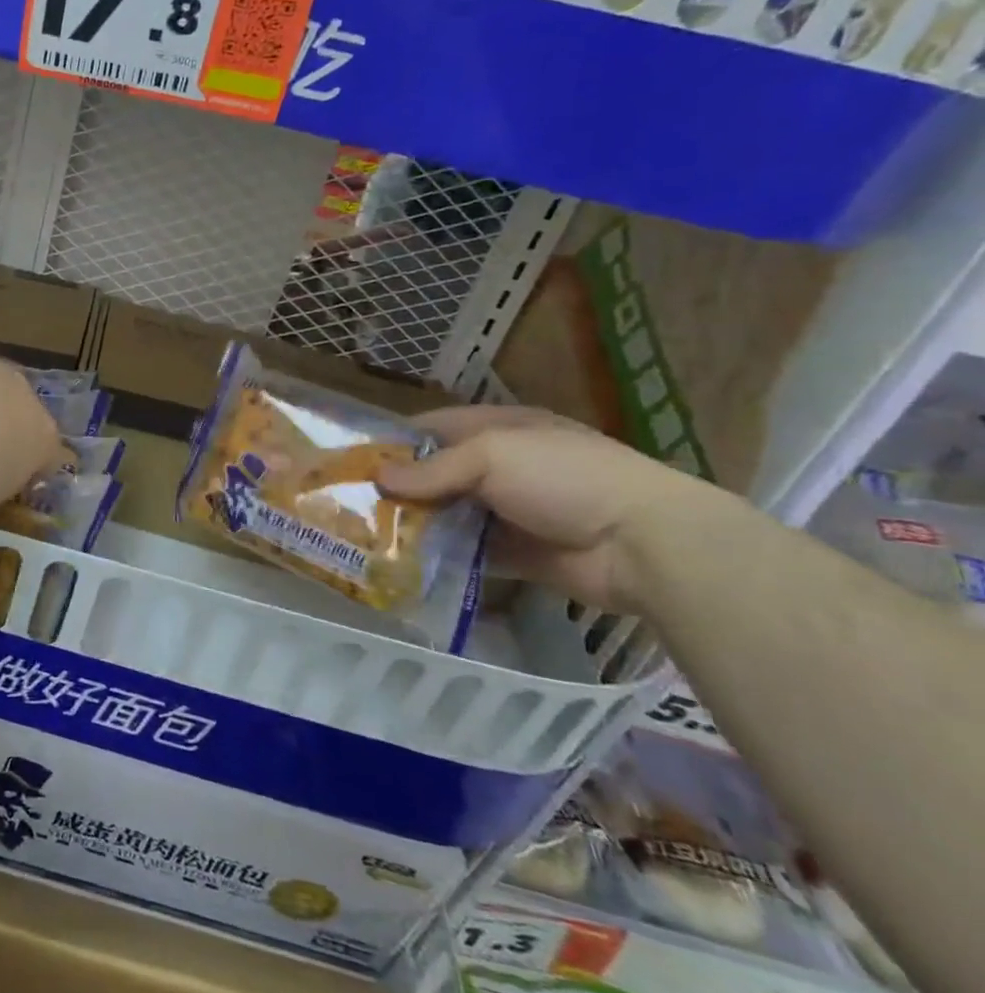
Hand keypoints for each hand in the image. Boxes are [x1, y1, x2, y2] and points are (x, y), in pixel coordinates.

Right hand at [374, 405, 717, 613]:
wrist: (642, 544)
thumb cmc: (564, 478)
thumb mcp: (492, 456)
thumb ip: (433, 469)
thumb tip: (378, 478)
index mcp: (498, 430)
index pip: (433, 428)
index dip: (393, 441)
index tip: (352, 461)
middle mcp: (500, 467)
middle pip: (435, 474)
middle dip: (397, 488)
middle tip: (349, 505)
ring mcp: (508, 512)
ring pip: (446, 515)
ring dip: (414, 524)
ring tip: (366, 537)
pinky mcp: (514, 554)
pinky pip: (465, 553)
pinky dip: (438, 557)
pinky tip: (403, 564)